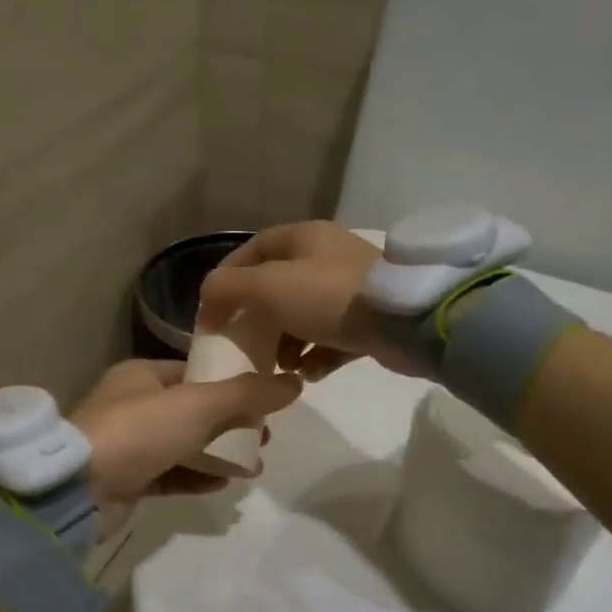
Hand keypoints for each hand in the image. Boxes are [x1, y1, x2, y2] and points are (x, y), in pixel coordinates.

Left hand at [71, 359, 301, 508]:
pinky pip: (171, 474)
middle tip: (265, 436)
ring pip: (184, 444)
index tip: (265, 399)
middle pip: (193, 410)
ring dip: (219, 453)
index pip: (194, 372)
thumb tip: (294, 383)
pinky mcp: (127, 479)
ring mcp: (128, 444)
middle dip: (231, 423)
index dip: (231, 383)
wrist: (79, 489)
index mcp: (142, 375)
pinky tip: (224, 483)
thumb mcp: (198, 405)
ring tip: (255, 466)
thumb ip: (246, 395)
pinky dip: (197, 476)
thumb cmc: (139, 431)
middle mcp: (133, 405)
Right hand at [197, 221, 418, 380]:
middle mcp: (326, 257)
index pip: (252, 250)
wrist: (404, 322)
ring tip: (280, 367)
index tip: (213, 312)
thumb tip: (208, 300)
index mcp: (303, 238)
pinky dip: (315, 357)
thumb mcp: (266, 286)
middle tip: (246, 346)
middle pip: (276, 287)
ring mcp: (349, 289)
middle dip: (258, 320)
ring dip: (285, 344)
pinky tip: (310, 374)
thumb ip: (227, 289)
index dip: (227, 278)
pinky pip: (329, 339)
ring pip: (302, 317)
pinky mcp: (368, 320)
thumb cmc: (327, 297)